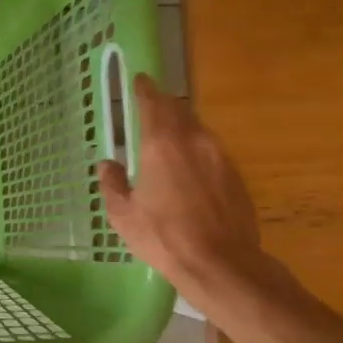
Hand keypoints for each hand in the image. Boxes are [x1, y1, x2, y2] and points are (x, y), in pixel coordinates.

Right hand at [98, 75, 277, 318]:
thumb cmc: (163, 236)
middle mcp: (193, 140)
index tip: (140, 80)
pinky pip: (212, 149)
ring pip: (198, 128)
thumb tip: (107, 164)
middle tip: (151, 103)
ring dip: (182, 124)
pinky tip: (190, 165)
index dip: (144, 89)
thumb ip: (113, 184)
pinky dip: (197, 148)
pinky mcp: (235, 174)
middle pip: (179, 109)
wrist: (221, 262)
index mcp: (161, 144)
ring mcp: (219, 156)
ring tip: (169, 134)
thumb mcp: (124, 214)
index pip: (153, 103)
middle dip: (164, 103)